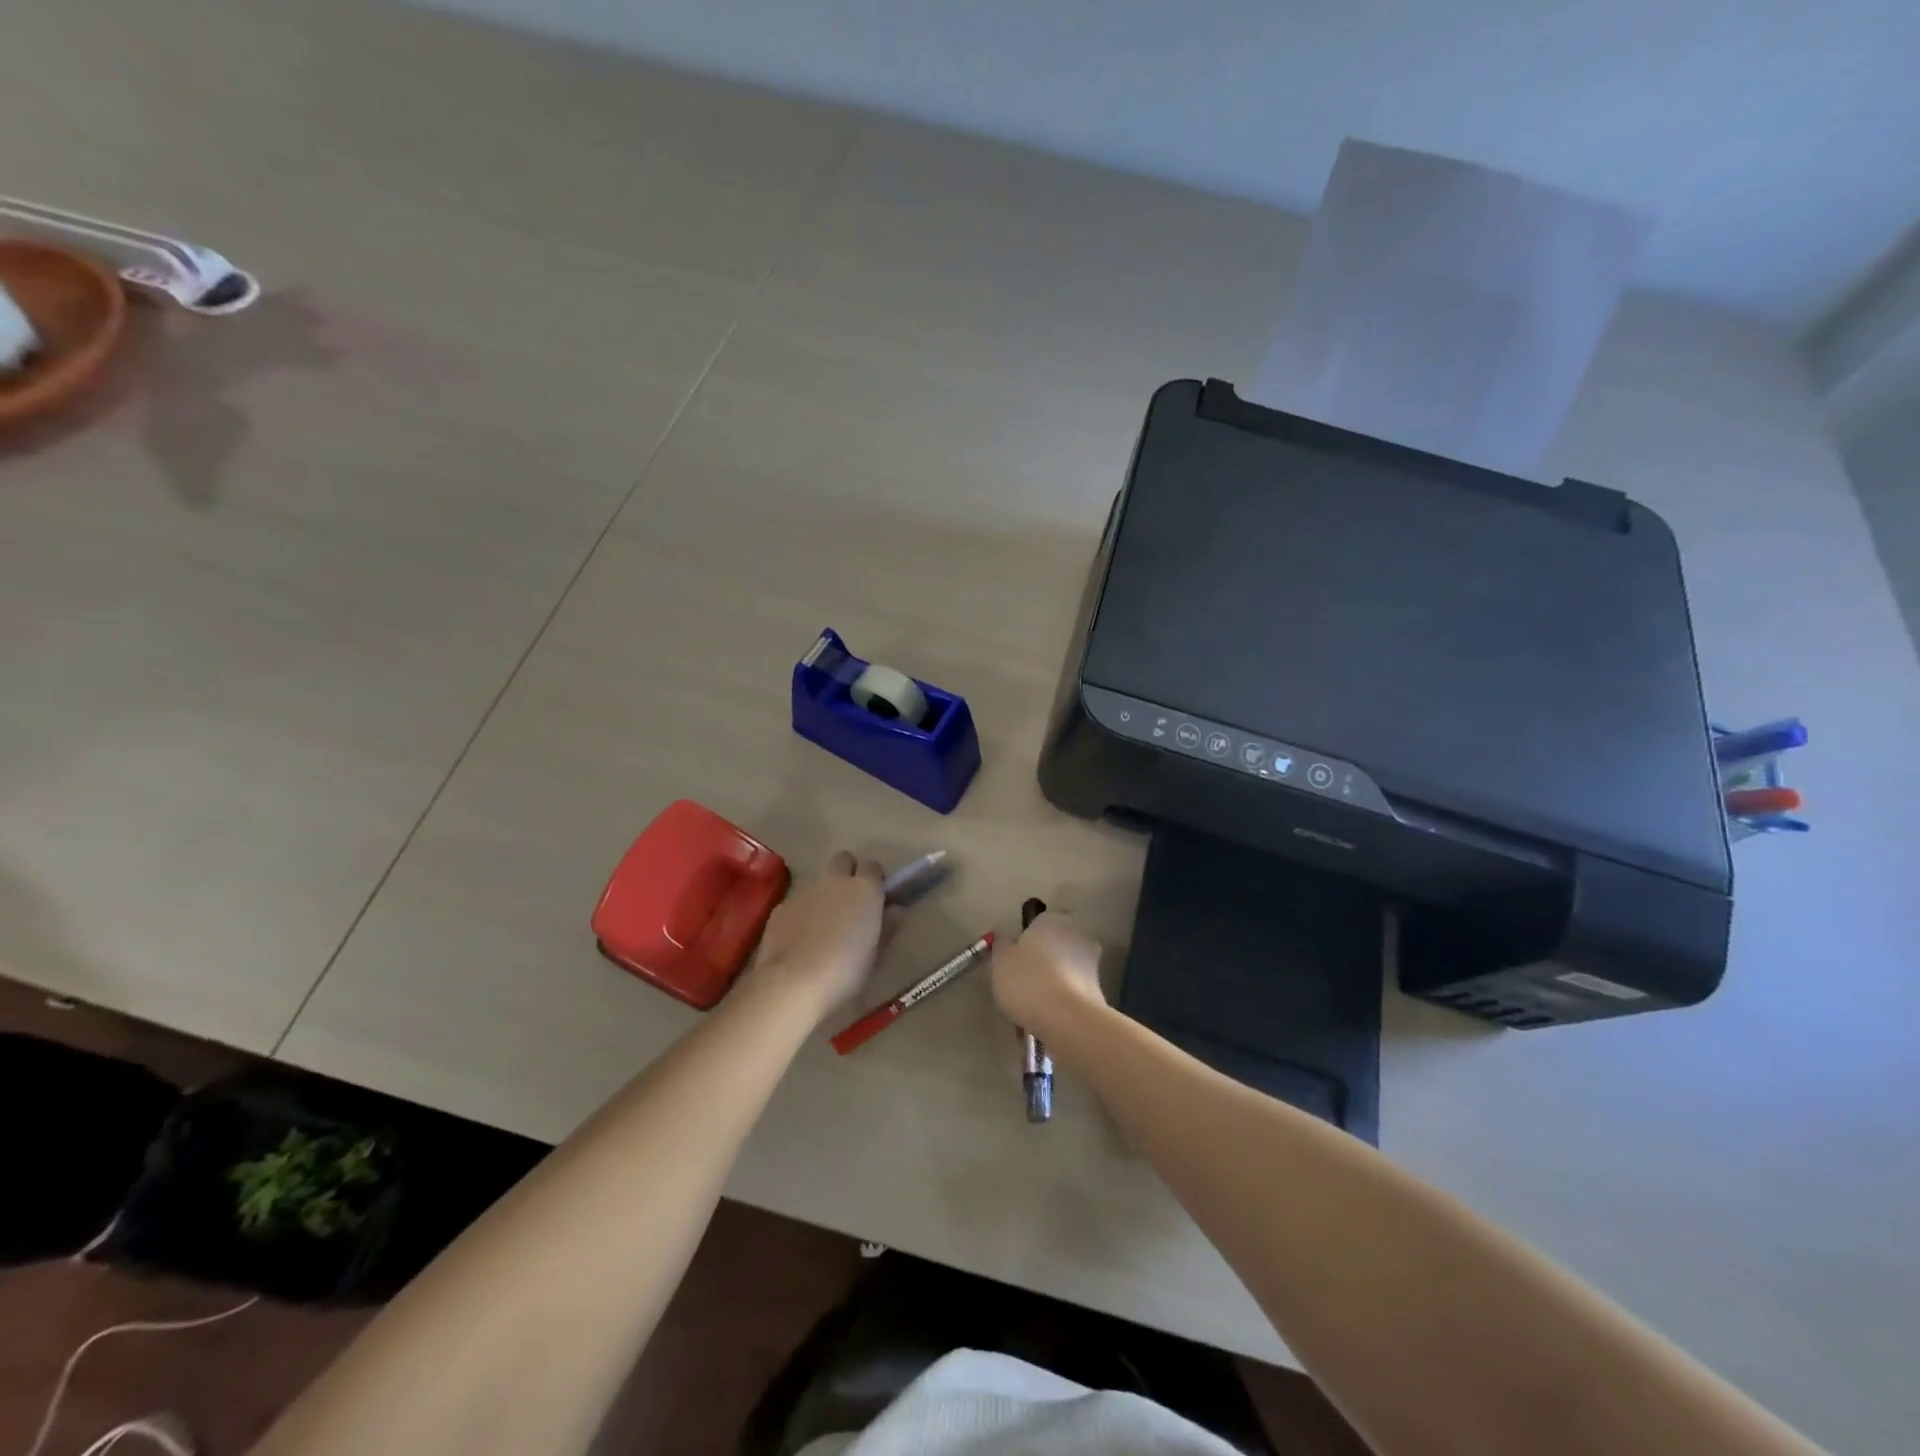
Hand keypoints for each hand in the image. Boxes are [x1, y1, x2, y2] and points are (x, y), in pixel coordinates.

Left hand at [751, 852, 891, 1018]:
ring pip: (818, 880)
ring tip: (825, 925)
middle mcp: (833, 881)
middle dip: (848, 872)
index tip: (877, 897)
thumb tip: (896, 910)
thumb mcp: (876, 953)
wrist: (795, 983)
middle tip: (852, 902)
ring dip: (825, 893)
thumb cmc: (847, 970)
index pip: (872, 865)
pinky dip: (803, 912)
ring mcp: (804, 892)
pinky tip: (802, 938)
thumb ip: (887, 925)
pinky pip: (797, 901)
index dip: (875, 878)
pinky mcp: (781, 908)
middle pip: (843, 859)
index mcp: (863, 889)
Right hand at [990, 911, 1106, 1040]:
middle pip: (1055, 945)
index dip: (1025, 942)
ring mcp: (1091, 961)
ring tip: (1034, 1008)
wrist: (1066, 1018)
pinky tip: (1048, 1018)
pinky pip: (1074, 991)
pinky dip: (1063, 1001)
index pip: (1037, 923)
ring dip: (1054, 982)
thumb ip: (1001, 946)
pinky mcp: (1099, 989)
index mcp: (1051, 920)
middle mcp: (1076, 934)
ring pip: (1066, 969)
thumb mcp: (1000, 961)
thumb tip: (1004, 937)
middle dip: (1043, 962)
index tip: (1014, 962)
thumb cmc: (1027, 980)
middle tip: (1023, 984)